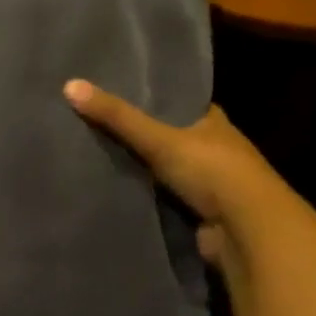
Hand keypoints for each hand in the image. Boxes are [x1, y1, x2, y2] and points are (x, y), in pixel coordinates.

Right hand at [64, 81, 276, 266]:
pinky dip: (143, 197)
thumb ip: (117, 116)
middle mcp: (213, 149)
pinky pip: (162, 199)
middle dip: (140, 136)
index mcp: (212, 121)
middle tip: (94, 127)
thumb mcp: (159, 138)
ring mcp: (207, 184)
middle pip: (169, 137)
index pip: (179, 102)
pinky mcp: (197, 213)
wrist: (246, 230)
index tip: (116, 93)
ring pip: (164, 170)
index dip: (152, 98)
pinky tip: (113, 192)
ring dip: (140, 170)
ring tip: (94, 158)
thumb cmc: (212, 171)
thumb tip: (69, 85)